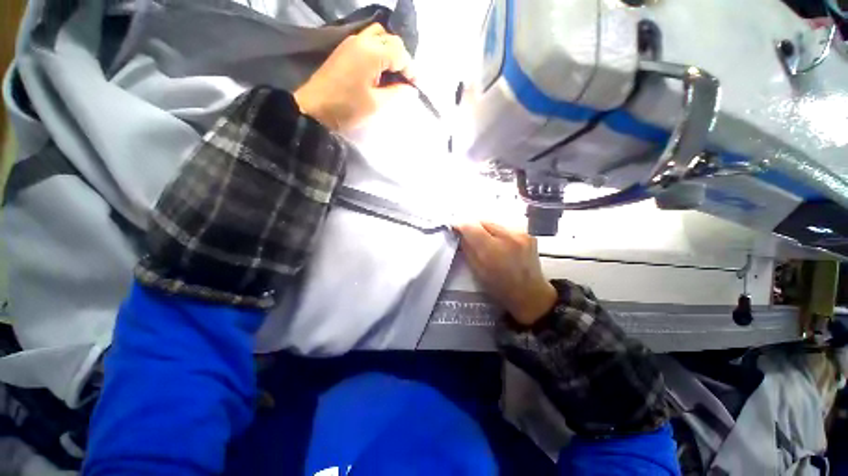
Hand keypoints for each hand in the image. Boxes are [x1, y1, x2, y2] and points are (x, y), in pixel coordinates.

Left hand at [294, 23, 413, 130]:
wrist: (314, 108)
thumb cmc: (347, 108)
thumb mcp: (376, 104)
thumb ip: (396, 93)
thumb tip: (410, 88)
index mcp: (372, 53)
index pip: (399, 53)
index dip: (410, 69)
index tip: (415, 86)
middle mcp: (362, 40)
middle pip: (391, 39)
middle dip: (402, 58)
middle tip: (404, 80)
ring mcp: (351, 42)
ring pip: (379, 37)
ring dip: (390, 52)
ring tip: (393, 73)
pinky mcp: (344, 49)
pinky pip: (368, 41)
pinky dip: (378, 51)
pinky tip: (380, 70)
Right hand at [455, 222, 557, 325]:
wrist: (530, 294)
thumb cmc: (500, 288)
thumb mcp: (477, 271)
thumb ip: (467, 249)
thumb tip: (460, 233)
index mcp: (492, 250)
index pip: (470, 226)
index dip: (460, 225)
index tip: (455, 228)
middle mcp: (508, 237)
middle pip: (483, 220)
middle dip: (473, 226)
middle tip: (470, 235)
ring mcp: (521, 234)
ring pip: (495, 222)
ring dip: (486, 228)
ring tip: (486, 240)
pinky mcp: (529, 234)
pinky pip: (507, 227)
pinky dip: (499, 232)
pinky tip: (500, 243)